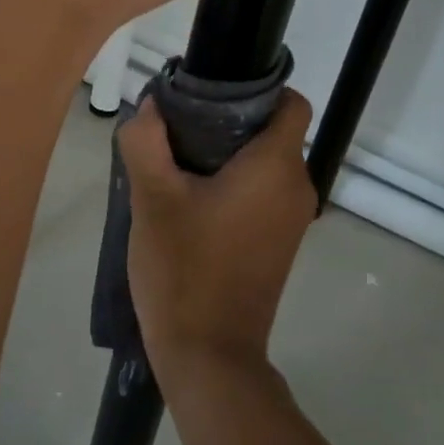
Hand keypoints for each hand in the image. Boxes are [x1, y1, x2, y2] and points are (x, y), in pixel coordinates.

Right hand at [120, 89, 319, 383]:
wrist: (208, 354)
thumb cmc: (184, 269)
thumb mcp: (152, 198)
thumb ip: (146, 140)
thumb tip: (153, 105)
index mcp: (276, 167)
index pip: (291, 103)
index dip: (256, 90)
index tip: (210, 96)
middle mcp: (297, 187)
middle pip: (273, 132)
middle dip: (230, 122)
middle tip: (178, 131)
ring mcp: (292, 220)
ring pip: (266, 164)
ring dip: (229, 157)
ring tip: (178, 165)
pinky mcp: (281, 244)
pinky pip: (263, 195)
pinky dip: (236, 186)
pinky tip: (193, 202)